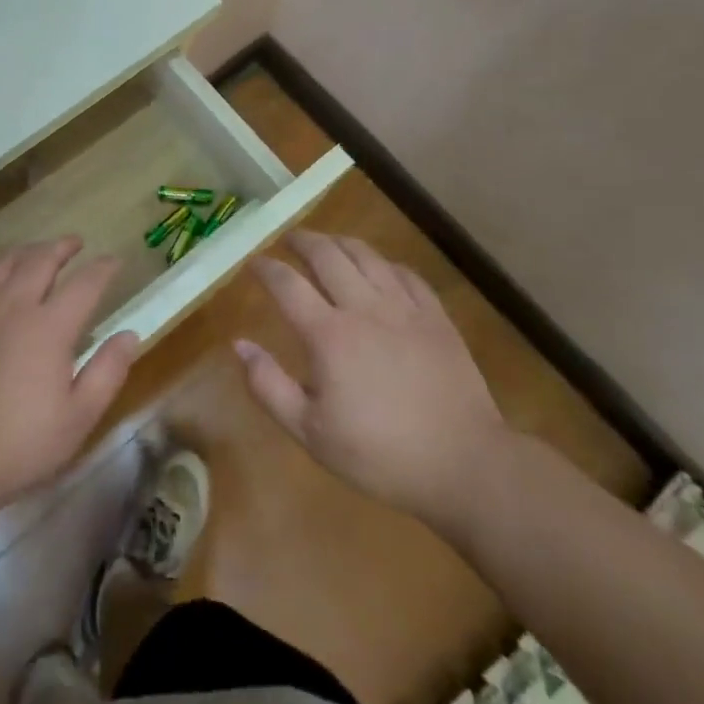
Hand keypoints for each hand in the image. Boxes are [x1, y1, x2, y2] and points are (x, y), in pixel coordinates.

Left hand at [0, 237, 136, 549]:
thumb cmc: (17, 446)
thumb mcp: (76, 420)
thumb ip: (108, 372)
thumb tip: (130, 334)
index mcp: (50, 326)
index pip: (86, 282)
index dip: (104, 268)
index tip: (115, 261)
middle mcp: (13, 304)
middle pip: (42, 259)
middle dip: (63, 247)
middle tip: (75, 244)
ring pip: (4, 263)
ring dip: (27, 252)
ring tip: (37, 253)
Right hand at [237, 231, 508, 540]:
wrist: (463, 464)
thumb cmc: (380, 454)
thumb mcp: (311, 433)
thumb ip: (269, 386)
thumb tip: (239, 344)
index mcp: (328, 335)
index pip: (287, 284)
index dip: (265, 268)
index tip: (252, 262)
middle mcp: (363, 308)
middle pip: (327, 255)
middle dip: (303, 241)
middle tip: (289, 239)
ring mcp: (404, 308)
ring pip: (367, 255)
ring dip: (340, 243)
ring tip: (328, 243)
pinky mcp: (436, 317)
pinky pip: (406, 273)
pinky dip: (384, 263)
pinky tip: (380, 268)